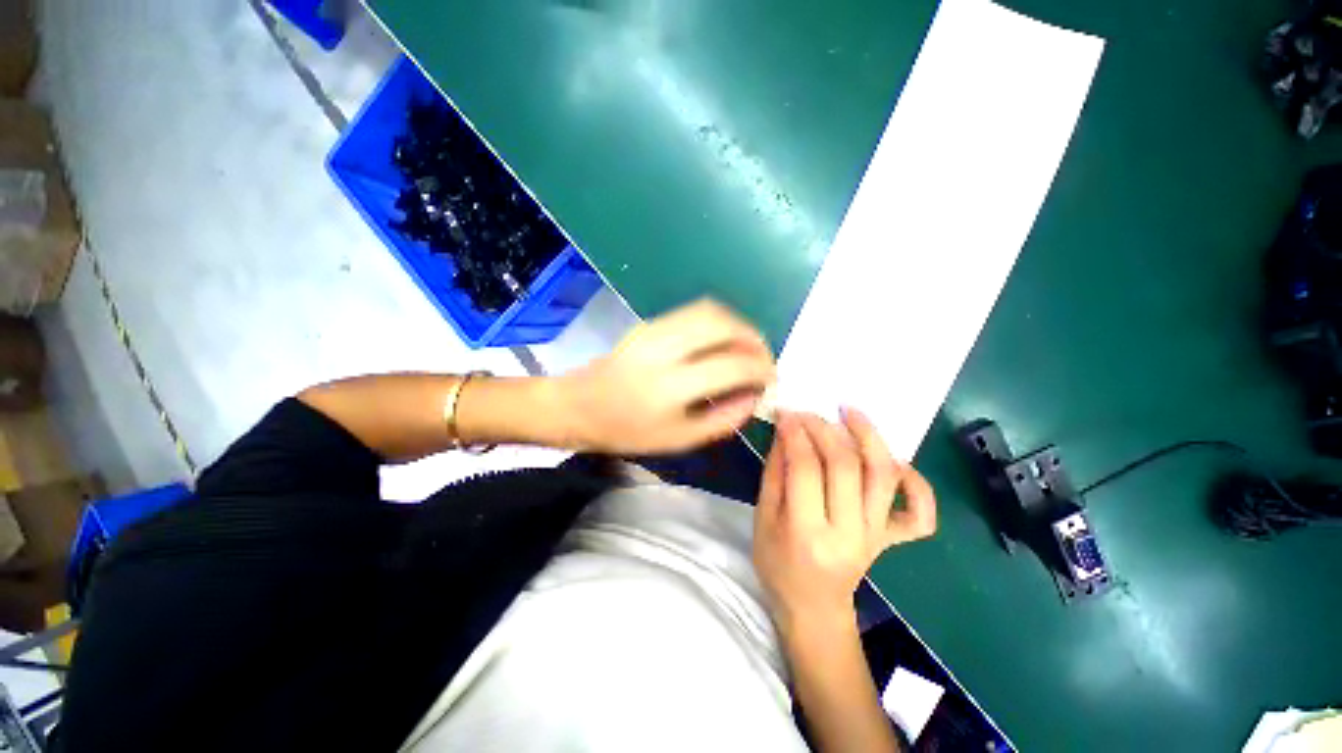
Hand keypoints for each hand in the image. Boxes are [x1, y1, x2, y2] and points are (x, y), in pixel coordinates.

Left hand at [559, 299, 775, 453]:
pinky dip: (718, 322)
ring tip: (748, 347)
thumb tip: (755, 397)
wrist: (580, 405)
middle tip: (764, 359)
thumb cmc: (628, 431)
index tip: (771, 380)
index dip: (762, 370)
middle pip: (724, 325)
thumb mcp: (679, 440)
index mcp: (670, 387)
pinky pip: (694, 312)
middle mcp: (664, 349)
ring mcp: (654, 329)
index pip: (733, 365)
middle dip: (754, 339)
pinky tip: (723, 341)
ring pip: (710, 310)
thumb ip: (723, 419)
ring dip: (738, 325)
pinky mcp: (649, 322)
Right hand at [753, 409, 935, 637]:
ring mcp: (876, 536)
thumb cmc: (778, 564)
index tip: (787, 413)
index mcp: (807, 533)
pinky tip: (897, 461)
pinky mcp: (892, 539)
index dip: (796, 434)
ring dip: (869, 437)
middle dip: (824, 429)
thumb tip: (786, 431)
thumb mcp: (762, 518)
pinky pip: (919, 513)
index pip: (806, 470)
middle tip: (808, 412)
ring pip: (883, 476)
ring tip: (851, 411)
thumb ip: (775, 472)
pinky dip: (917, 483)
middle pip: (845, 466)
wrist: (813, 608)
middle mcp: (849, 533)